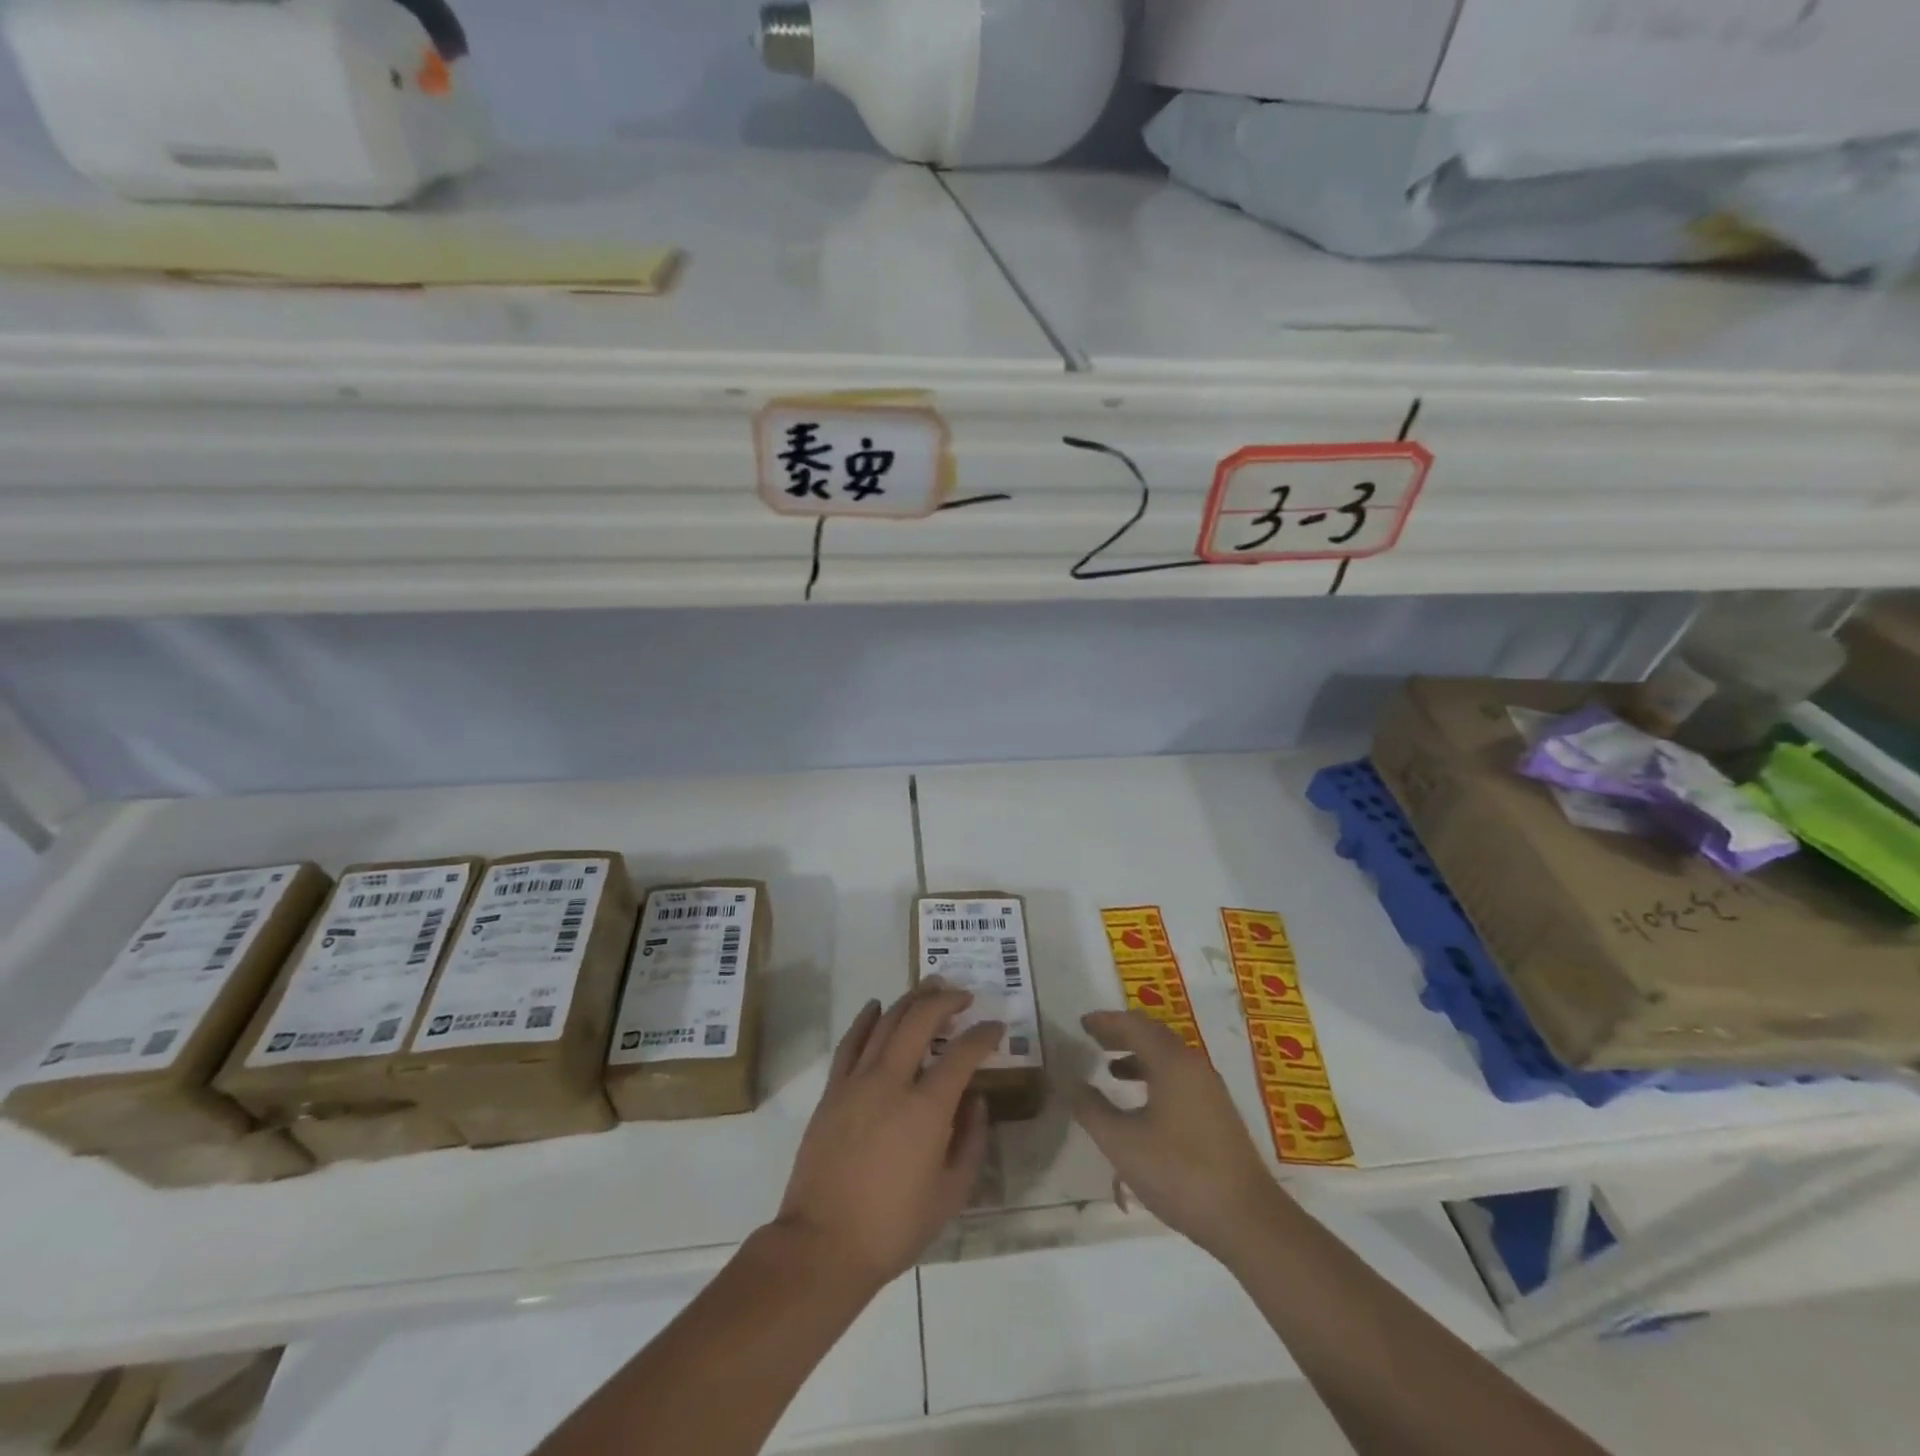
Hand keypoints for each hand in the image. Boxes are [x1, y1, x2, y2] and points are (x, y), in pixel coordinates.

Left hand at [773, 981, 1001, 1290]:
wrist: (823, 1245)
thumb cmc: (893, 1226)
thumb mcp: (950, 1195)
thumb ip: (971, 1142)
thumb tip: (976, 1102)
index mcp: (927, 1109)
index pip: (962, 1054)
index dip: (983, 1034)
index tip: (996, 1027)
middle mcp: (892, 1082)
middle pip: (920, 1020)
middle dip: (945, 1000)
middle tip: (963, 995)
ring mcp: (857, 1082)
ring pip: (886, 1022)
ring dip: (911, 1000)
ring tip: (929, 986)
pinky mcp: (833, 1090)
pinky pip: (851, 1042)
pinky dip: (865, 1019)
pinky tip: (876, 1006)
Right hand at [1072, 1010, 1283, 1260]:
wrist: (1247, 1220)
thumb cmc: (1179, 1173)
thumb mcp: (1122, 1143)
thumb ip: (1091, 1109)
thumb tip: (1070, 1082)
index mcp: (1172, 1062)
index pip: (1134, 1025)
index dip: (1106, 1022)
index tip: (1082, 1023)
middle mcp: (1194, 1065)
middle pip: (1154, 1035)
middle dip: (1122, 1034)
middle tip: (1094, 1039)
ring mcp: (1210, 1089)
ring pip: (1169, 1058)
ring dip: (1139, 1056)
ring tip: (1111, 1069)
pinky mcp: (1218, 1113)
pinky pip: (1180, 1077)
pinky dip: (1155, 1076)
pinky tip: (1142, 1104)